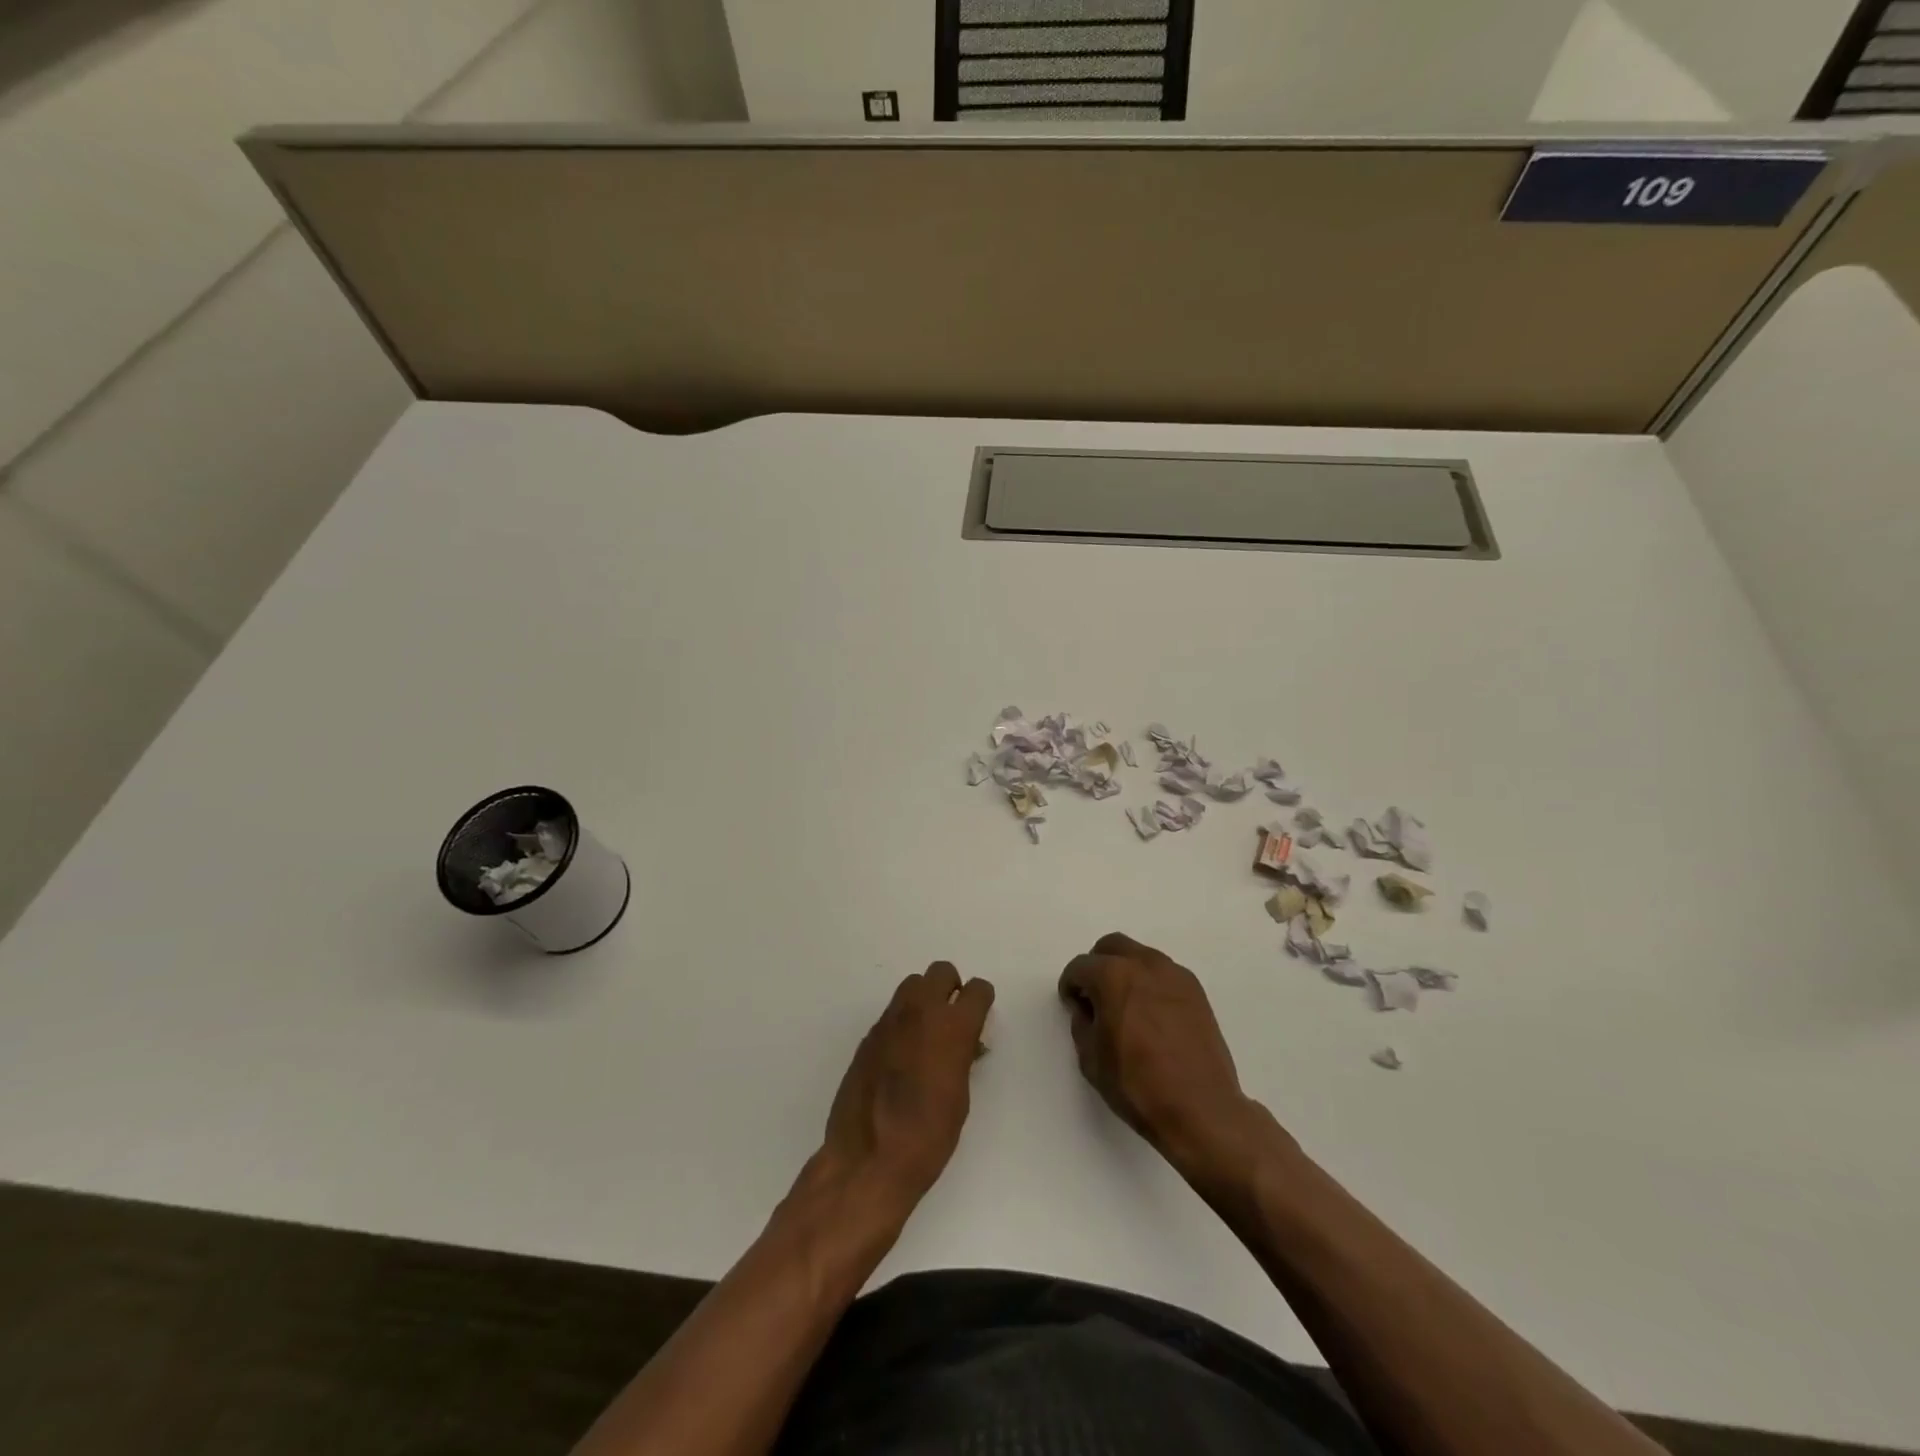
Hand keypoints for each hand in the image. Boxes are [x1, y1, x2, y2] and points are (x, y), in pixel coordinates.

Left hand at [820, 962, 994, 1216]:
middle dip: (951, 988)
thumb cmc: (928, 1137)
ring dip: (924, 999)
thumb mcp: (960, 1097)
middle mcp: (919, 1012)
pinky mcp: (867, 1037)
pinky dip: (903, 1022)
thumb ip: (963, 1057)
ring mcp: (889, 1022)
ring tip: (926, 1035)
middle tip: (953, 1018)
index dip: (982, 1001)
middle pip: (940, 972)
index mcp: (952, 1027)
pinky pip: (891, 1013)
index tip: (981, 1017)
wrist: (868, 1160)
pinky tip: (902, 1057)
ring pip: (912, 985)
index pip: (977, 989)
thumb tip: (965, 1044)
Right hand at [1059, 933, 1275, 1185]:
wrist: (1200, 1108)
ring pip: (1140, 956)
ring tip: (1125, 1006)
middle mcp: (1144, 964)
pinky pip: (1163, 974)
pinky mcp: (1195, 991)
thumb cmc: (1137, 1085)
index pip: (1080, 967)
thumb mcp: (1090, 1059)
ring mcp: (1174, 975)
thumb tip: (1087, 1009)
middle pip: (1111, 947)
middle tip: (1095, 997)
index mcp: (1112, 976)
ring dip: (1126, 971)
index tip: (1072, 1005)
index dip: (1071, 985)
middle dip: (1097, 966)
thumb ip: (1082, 1023)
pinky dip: (1150, 983)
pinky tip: (1151, 1015)